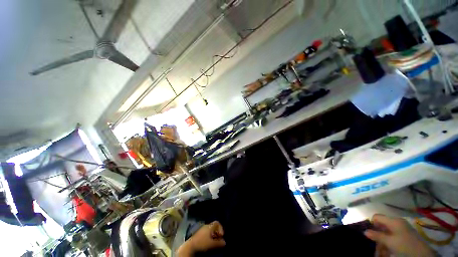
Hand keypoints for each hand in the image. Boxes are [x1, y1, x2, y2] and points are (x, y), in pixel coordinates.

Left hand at [177, 221, 225, 256]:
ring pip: (210, 231)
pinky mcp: (198, 234)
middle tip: (218, 240)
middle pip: (214, 227)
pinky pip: (206, 234)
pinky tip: (208, 243)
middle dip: (217, 233)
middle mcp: (206, 226)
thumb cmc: (202, 243)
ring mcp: (201, 230)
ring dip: (213, 236)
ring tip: (213, 243)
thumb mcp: (212, 244)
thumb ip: (219, 243)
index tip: (221, 235)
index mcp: (209, 226)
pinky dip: (209, 237)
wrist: (190, 246)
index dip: (221, 228)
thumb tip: (224, 242)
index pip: (217, 223)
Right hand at [364, 214, 434, 256]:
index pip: (377, 216)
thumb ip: (377, 235)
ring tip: (381, 248)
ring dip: (382, 238)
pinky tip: (388, 248)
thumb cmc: (404, 245)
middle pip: (382, 224)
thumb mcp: (390, 242)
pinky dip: (388, 240)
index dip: (372, 223)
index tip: (370, 233)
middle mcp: (397, 221)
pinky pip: (393, 234)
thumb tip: (364, 231)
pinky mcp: (405, 233)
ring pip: (387, 230)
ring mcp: (402, 227)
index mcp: (393, 220)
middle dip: (377, 233)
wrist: (422, 253)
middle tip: (375, 242)